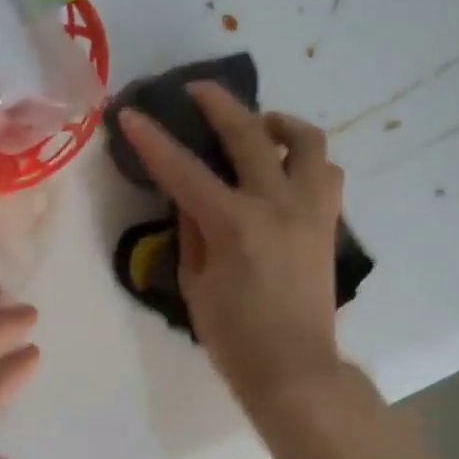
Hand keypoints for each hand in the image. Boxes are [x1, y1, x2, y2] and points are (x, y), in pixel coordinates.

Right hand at [118, 83, 345, 410]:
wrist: (295, 369)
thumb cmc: (234, 336)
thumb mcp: (196, 281)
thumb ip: (191, 229)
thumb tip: (189, 194)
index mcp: (235, 224)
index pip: (184, 170)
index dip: (152, 139)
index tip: (130, 113)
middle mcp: (277, 205)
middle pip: (249, 134)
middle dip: (218, 104)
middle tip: (196, 90)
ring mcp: (310, 210)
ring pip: (306, 141)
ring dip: (278, 123)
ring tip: (258, 126)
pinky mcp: (328, 222)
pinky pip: (325, 172)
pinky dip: (304, 157)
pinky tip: (283, 167)